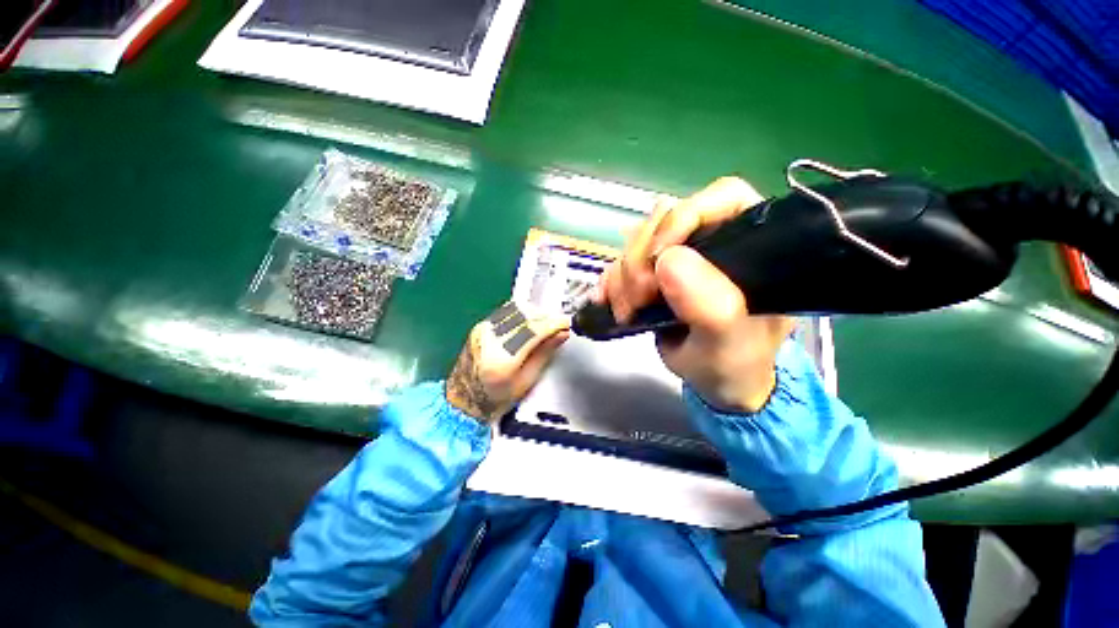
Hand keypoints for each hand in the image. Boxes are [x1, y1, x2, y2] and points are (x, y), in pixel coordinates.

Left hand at [446, 301, 570, 423]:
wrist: (463, 400)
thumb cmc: (495, 399)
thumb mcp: (526, 381)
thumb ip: (544, 354)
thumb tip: (561, 334)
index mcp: (501, 358)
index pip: (533, 330)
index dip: (554, 324)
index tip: (566, 324)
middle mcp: (489, 339)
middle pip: (525, 316)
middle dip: (546, 317)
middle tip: (559, 326)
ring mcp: (483, 330)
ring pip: (516, 310)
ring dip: (535, 314)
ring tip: (546, 326)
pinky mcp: (481, 326)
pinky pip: (507, 312)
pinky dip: (523, 314)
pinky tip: (530, 324)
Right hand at [597, 177, 795, 412]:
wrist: (713, 382)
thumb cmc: (734, 364)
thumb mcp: (729, 344)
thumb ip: (712, 307)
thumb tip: (668, 260)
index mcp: (750, 245)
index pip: (722, 198)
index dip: (684, 218)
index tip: (658, 259)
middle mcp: (713, 242)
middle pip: (664, 220)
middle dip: (641, 259)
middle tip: (638, 300)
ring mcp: (679, 256)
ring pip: (637, 241)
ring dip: (622, 275)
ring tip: (626, 310)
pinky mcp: (654, 272)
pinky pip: (622, 262)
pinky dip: (611, 281)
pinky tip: (606, 300)